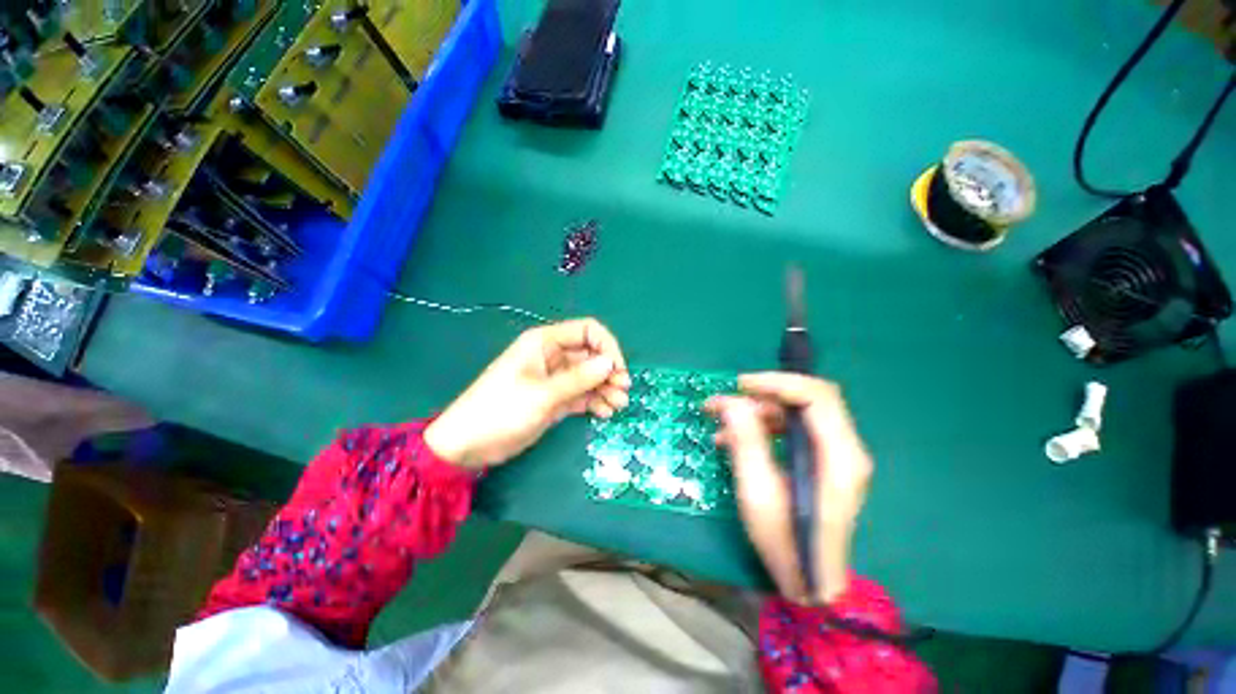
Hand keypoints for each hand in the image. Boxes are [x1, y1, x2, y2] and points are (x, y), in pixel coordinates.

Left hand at [425, 318, 629, 469]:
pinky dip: (595, 401)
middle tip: (623, 391)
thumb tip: (611, 363)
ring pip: (589, 376)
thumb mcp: (543, 394)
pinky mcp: (555, 398)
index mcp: (545, 342)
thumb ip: (579, 378)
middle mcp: (553, 356)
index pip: (587, 331)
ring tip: (618, 405)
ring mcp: (555, 379)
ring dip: (606, 388)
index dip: (607, 346)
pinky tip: (605, 413)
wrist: (470, 444)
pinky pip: (582, 394)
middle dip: (609, 371)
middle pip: (591, 355)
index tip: (617, 369)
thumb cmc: (502, 410)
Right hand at [707, 373, 872, 604]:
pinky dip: (764, 425)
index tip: (739, 385)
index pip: (817, 396)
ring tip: (722, 423)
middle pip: (809, 399)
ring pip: (798, 411)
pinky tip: (735, 437)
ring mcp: (837, 455)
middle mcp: (847, 450)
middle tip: (726, 401)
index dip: (777, 382)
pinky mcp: (825, 460)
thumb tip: (731, 402)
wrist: (813, 583)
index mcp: (839, 459)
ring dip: (758, 410)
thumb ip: (746, 443)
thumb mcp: (758, 494)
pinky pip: (794, 427)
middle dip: (763, 393)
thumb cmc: (786, 544)